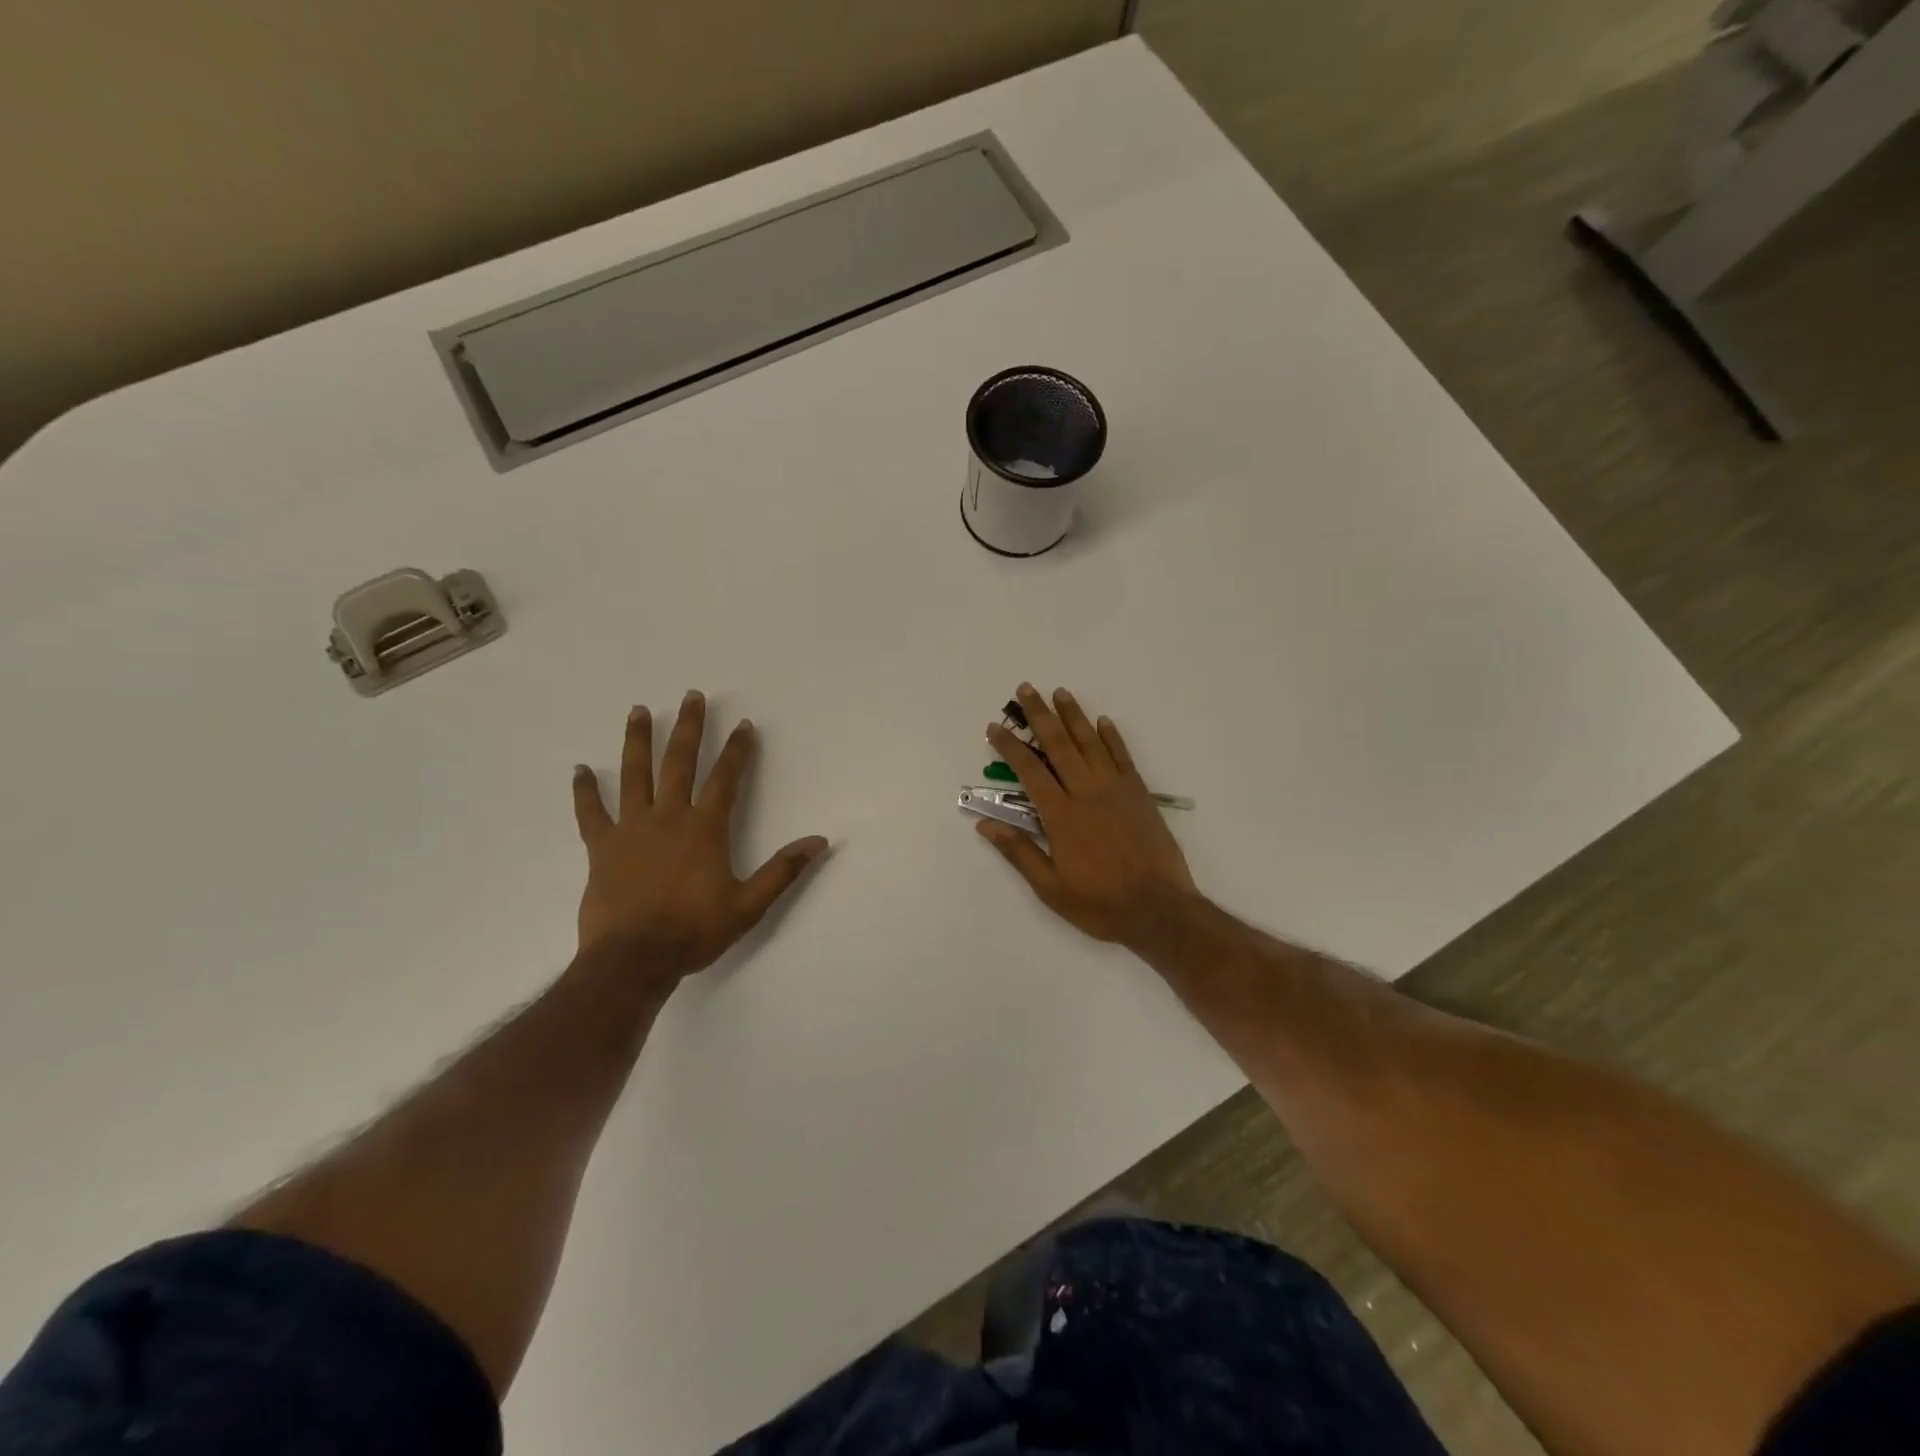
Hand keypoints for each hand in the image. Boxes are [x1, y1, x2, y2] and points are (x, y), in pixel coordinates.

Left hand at [572, 691, 828, 991]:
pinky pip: (591, 812)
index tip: (744, 724)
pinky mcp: (601, 847)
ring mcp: (631, 828)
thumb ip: (783, 870)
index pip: (726, 778)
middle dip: (690, 728)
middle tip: (693, 696)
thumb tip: (819, 841)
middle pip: (680, 762)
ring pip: (635, 774)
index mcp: (705, 828)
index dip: (738, 750)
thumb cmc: (694, 931)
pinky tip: (580, 769)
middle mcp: (669, 817)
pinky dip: (585, 790)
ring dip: (638, 740)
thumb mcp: (749, 905)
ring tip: (640, 710)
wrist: (633, 959)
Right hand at [980, 684, 1198, 949]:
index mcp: (1061, 815)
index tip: (995, 728)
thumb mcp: (1050, 887)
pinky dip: (1112, 737)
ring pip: (1091, 743)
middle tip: (1026, 689)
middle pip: (1059, 745)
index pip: (1029, 771)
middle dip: (1040, 716)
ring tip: (1060, 692)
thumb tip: (985, 824)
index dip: (1010, 747)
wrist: (1159, 910)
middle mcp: (1087, 793)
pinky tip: (1103, 721)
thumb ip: (1019, 852)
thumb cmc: (1100, 903)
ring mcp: (1116, 790)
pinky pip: (1123, 758)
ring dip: (1074, 716)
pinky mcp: (1140, 794)